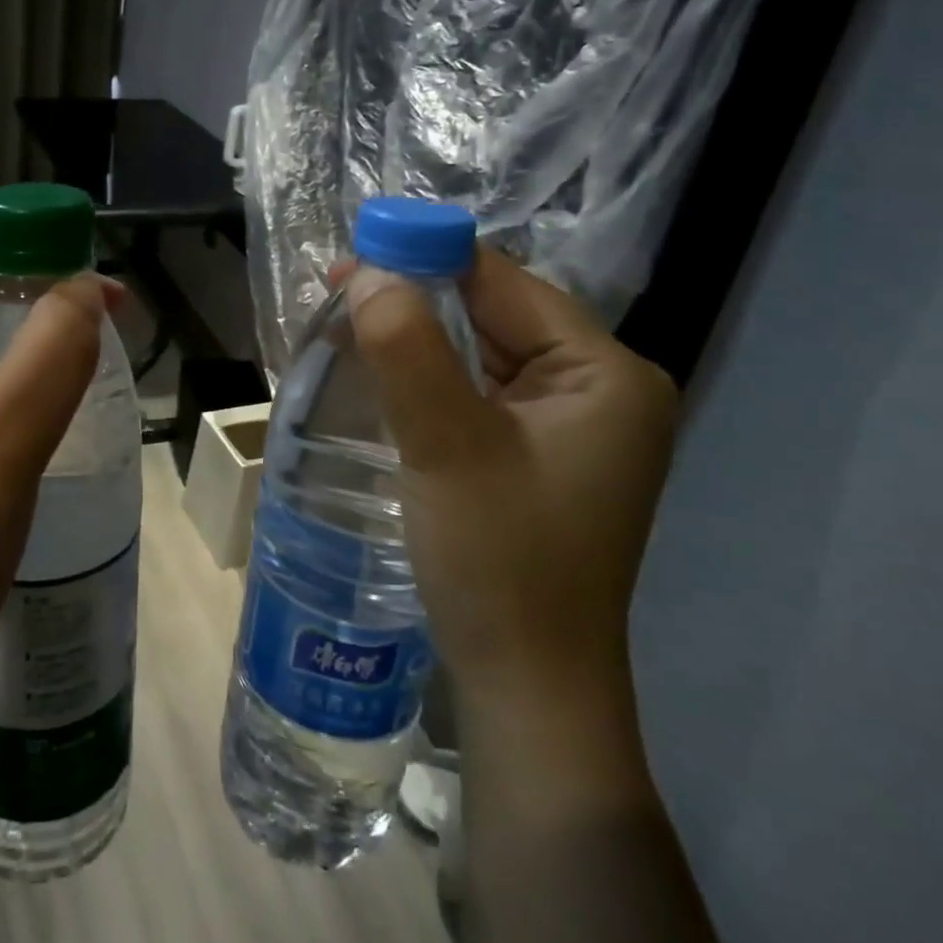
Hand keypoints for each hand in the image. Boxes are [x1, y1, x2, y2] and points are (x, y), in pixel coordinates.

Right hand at [348, 247, 677, 721]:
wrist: (526, 686)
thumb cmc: (499, 561)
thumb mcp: (446, 446)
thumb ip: (407, 350)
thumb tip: (367, 272)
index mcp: (604, 373)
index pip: (506, 284)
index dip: (428, 259)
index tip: (353, 256)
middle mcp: (599, 388)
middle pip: (494, 314)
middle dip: (416, 300)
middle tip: (338, 293)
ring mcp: (570, 423)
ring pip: (480, 352)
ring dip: (416, 338)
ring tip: (347, 325)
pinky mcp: (538, 452)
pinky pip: (478, 390)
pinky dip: (429, 376)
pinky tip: (381, 373)